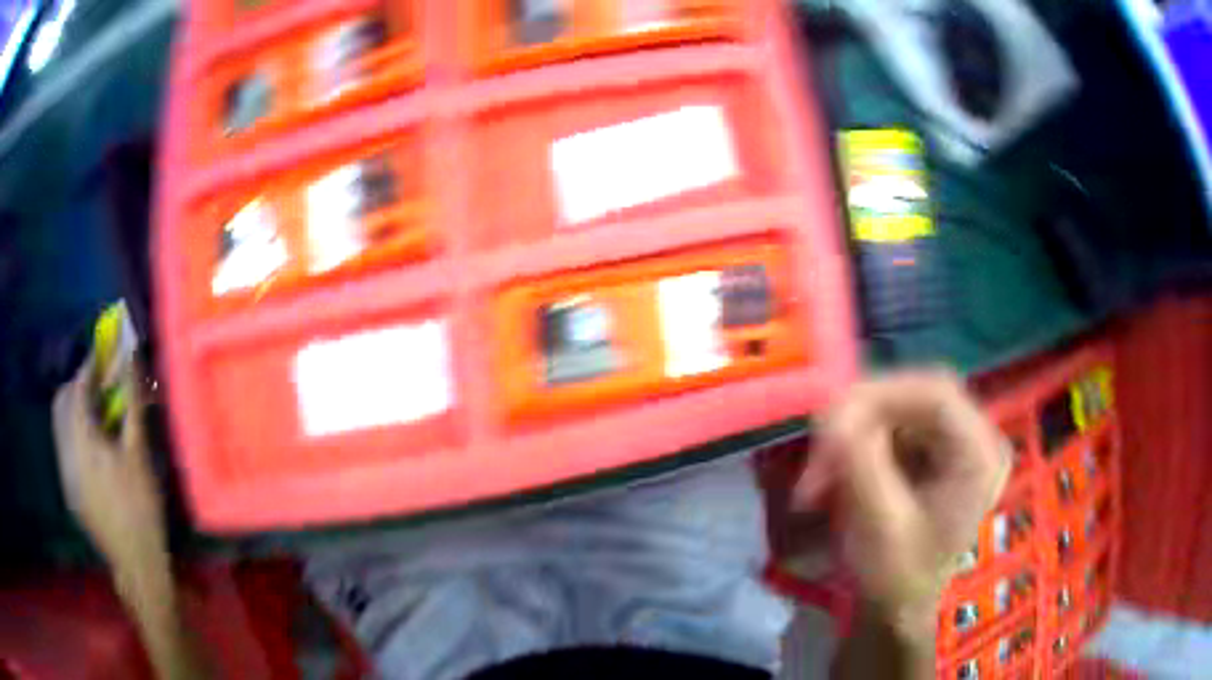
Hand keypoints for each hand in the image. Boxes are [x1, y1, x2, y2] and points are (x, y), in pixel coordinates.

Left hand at [52, 353, 164, 566]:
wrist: (136, 563)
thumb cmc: (141, 507)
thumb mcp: (138, 455)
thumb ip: (131, 405)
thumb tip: (132, 364)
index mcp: (83, 442)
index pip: (77, 388)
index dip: (89, 366)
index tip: (104, 356)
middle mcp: (67, 453)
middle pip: (61, 402)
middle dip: (77, 385)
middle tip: (99, 387)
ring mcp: (65, 475)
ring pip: (59, 425)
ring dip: (74, 410)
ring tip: (97, 417)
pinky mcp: (69, 492)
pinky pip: (64, 448)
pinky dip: (75, 435)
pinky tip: (94, 450)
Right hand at [798, 371, 1009, 635]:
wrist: (901, 611)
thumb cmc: (898, 579)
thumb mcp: (880, 525)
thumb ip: (861, 464)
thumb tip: (832, 411)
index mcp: (980, 455)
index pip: (936, 393)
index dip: (880, 393)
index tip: (829, 419)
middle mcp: (976, 439)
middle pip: (917, 396)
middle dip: (861, 418)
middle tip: (818, 445)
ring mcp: (956, 445)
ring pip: (900, 411)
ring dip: (854, 435)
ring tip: (820, 474)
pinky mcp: (935, 454)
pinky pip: (894, 429)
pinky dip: (859, 446)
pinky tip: (837, 474)